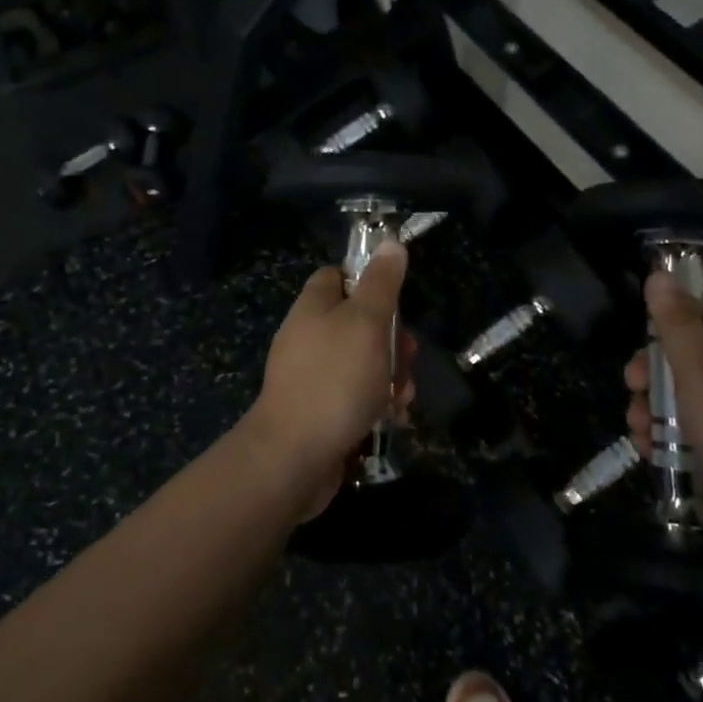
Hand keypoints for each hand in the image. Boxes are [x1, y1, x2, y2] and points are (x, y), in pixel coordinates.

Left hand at [248, 244, 415, 518]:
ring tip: (404, 394)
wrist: (293, 458)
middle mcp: (309, 337)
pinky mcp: (319, 411)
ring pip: (363, 361)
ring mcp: (312, 376)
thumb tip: (390, 242)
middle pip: (358, 321)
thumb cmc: (334, 379)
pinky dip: (376, 402)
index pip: (338, 276)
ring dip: (391, 374)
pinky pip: (355, 396)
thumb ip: (382, 282)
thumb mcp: (367, 321)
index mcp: (314, 307)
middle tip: (409, 354)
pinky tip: (393, 416)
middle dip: (392, 338)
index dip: (368, 280)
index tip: (395, 299)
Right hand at [625, 272, 702, 566]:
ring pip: (687, 393)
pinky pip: (694, 430)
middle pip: (691, 350)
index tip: (648, 318)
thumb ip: (676, 322)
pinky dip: (669, 436)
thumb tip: (660, 275)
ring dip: (654, 405)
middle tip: (632, 381)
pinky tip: (649, 449)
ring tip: (637, 426)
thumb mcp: (699, 367)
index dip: (680, 302)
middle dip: (653, 365)